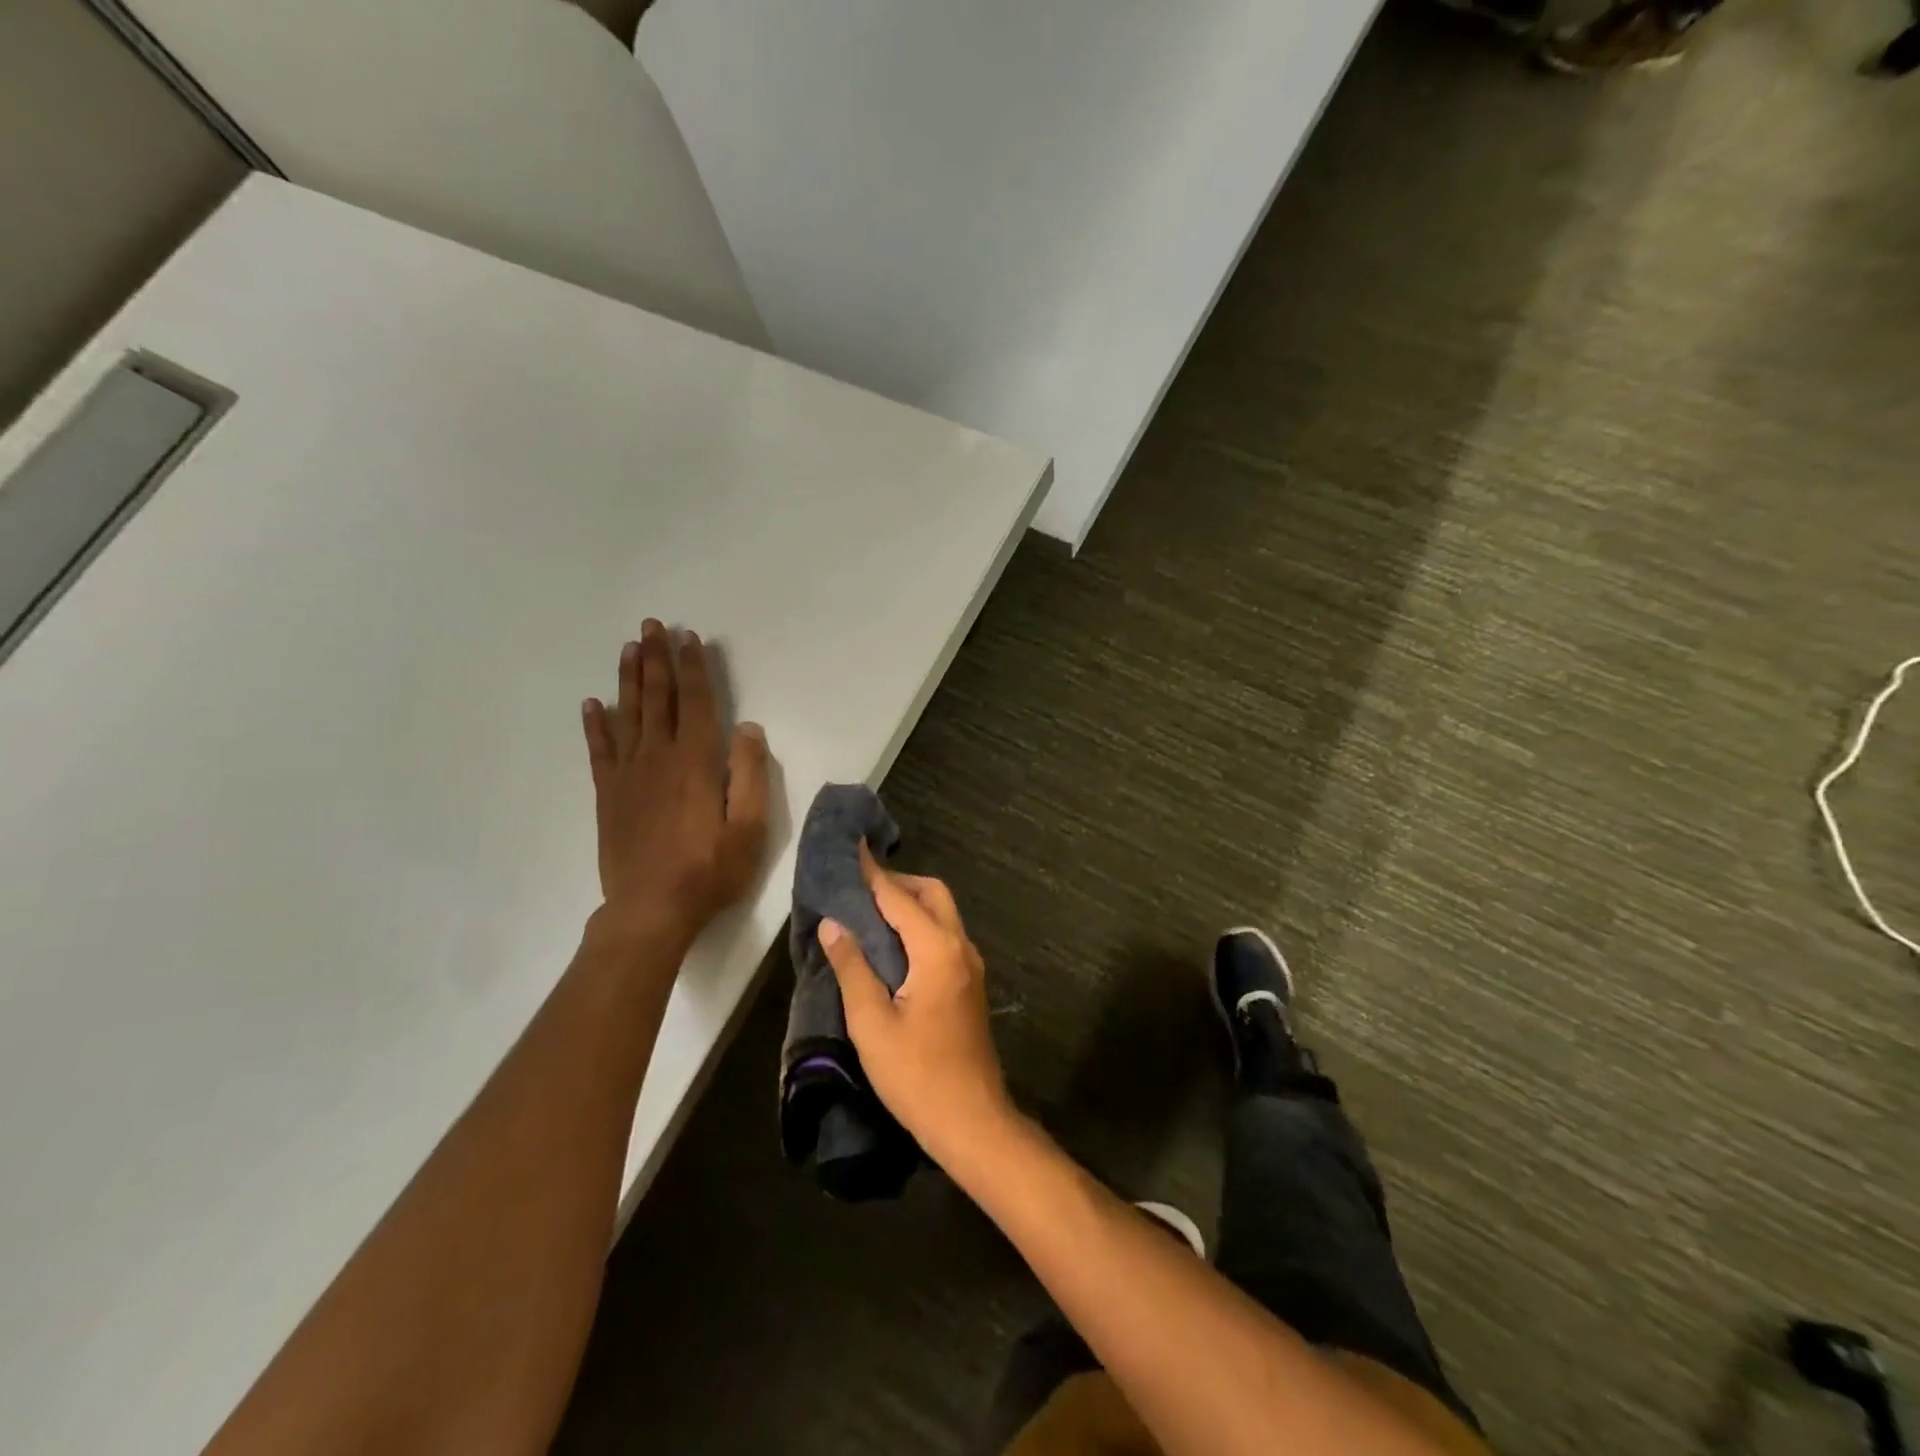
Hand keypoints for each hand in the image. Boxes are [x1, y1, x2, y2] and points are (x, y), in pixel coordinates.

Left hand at [582, 620, 769, 951]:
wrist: (650, 910)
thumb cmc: (709, 870)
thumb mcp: (750, 828)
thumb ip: (750, 774)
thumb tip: (747, 727)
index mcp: (696, 762)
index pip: (696, 702)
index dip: (694, 668)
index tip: (691, 638)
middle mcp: (659, 757)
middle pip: (658, 698)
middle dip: (657, 659)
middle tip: (652, 625)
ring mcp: (628, 774)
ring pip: (627, 714)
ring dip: (629, 679)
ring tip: (629, 648)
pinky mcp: (609, 794)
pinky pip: (599, 750)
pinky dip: (595, 724)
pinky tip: (592, 704)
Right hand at [817, 845, 1012, 1161]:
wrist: (972, 1120)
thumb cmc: (916, 1075)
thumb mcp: (872, 1023)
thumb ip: (853, 967)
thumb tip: (834, 923)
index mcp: (936, 950)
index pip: (899, 897)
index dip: (872, 872)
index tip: (852, 846)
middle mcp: (960, 946)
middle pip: (932, 894)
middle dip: (897, 883)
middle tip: (858, 890)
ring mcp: (970, 965)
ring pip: (942, 914)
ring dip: (910, 904)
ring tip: (869, 914)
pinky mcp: (970, 984)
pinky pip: (944, 936)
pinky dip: (920, 926)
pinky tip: (893, 946)